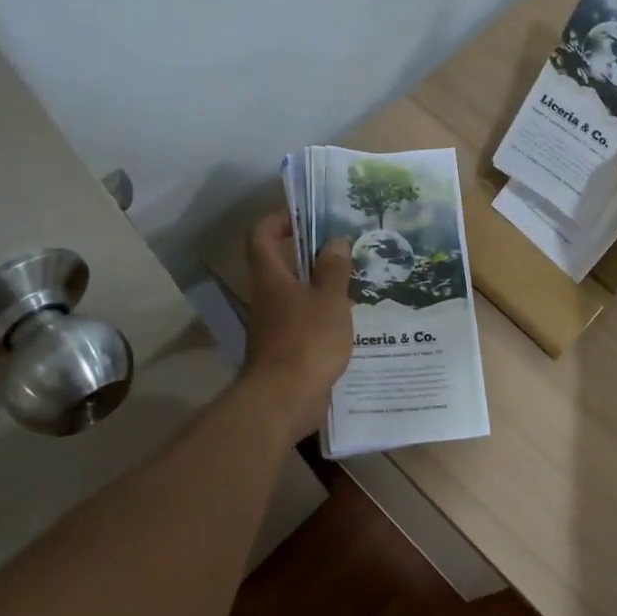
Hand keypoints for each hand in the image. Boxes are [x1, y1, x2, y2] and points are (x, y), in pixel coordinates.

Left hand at [241, 212, 352, 435]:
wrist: (284, 401)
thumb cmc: (306, 341)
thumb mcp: (329, 300)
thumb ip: (334, 268)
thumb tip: (335, 241)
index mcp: (271, 277)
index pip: (261, 234)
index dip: (279, 218)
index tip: (307, 214)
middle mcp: (267, 296)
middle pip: (280, 262)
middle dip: (309, 251)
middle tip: (344, 245)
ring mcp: (273, 324)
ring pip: (295, 292)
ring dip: (320, 283)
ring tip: (354, 278)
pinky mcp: (285, 348)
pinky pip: (303, 319)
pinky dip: (323, 312)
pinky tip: (350, 316)